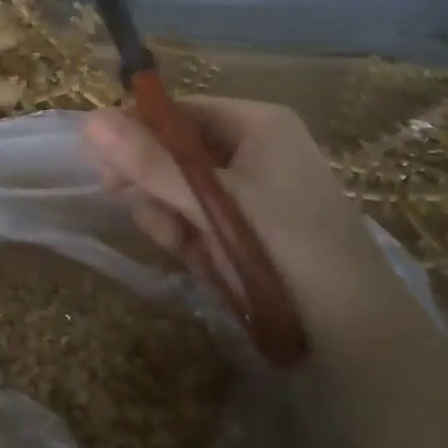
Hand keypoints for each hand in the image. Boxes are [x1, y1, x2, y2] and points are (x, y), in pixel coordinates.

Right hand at [82, 97, 399, 344]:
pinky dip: (193, 240)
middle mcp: (258, 150)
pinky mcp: (254, 231)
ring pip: (184, 191)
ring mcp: (257, 193)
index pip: (180, 110)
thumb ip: (149, 162)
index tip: (105, 163)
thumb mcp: (211, 202)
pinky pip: (203, 221)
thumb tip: (89, 120)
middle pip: (179, 151)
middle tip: (134, 205)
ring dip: (172, 217)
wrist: (358, 337)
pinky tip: (202, 263)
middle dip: (155, 183)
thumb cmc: (286, 248)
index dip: (139, 132)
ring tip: (185, 247)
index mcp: (259, 124)